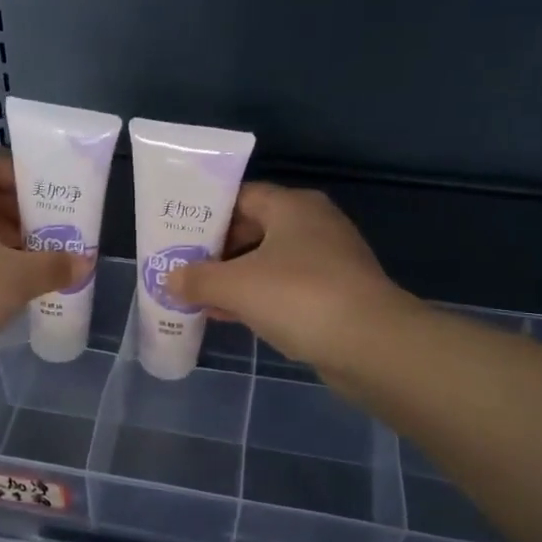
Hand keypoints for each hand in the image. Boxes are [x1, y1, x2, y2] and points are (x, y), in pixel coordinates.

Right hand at [165, 183, 396, 370]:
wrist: (371, 345)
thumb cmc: (299, 297)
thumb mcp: (236, 286)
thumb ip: (197, 279)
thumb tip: (169, 278)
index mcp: (293, 206)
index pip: (241, 196)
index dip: (207, 214)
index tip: (179, 234)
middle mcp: (314, 225)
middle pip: (254, 229)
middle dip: (217, 251)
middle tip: (183, 267)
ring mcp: (329, 261)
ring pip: (269, 262)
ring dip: (235, 279)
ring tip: (198, 295)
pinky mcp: (336, 294)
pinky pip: (286, 289)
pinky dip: (258, 298)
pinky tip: (229, 316)